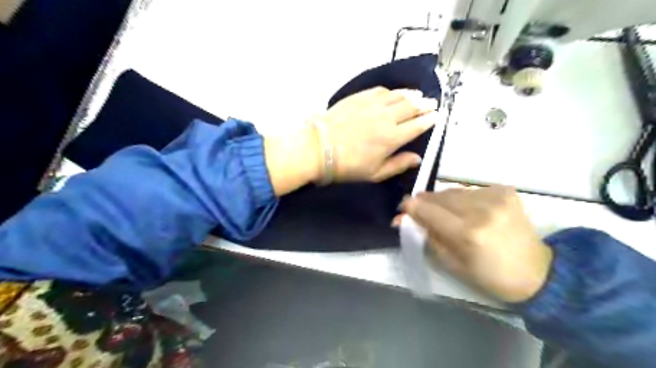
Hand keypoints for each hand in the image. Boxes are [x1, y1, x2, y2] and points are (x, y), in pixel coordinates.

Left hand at [321, 88, 437, 181]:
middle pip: (412, 107)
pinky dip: (392, 91)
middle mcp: (387, 118)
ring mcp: (373, 105)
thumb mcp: (374, 173)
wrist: (318, 148)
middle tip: (432, 103)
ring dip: (411, 94)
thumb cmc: (347, 166)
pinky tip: (394, 92)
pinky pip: (381, 90)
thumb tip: (418, 158)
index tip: (437, 116)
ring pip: (399, 96)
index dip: (430, 120)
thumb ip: (398, 165)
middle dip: (425, 104)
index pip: (418, 125)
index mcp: (393, 138)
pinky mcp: (359, 97)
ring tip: (419, 94)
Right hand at [400, 186, 551, 302]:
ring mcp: (496, 197)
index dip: (409, 207)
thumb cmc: (489, 275)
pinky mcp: (505, 191)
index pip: (426, 209)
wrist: (538, 272)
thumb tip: (403, 218)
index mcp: (467, 233)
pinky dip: (463, 199)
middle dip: (425, 203)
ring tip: (448, 214)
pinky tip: (470, 211)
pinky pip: (470, 190)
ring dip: (444, 201)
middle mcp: (481, 209)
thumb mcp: (451, 263)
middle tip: (422, 213)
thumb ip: (426, 236)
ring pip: (453, 190)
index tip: (403, 209)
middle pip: (438, 195)